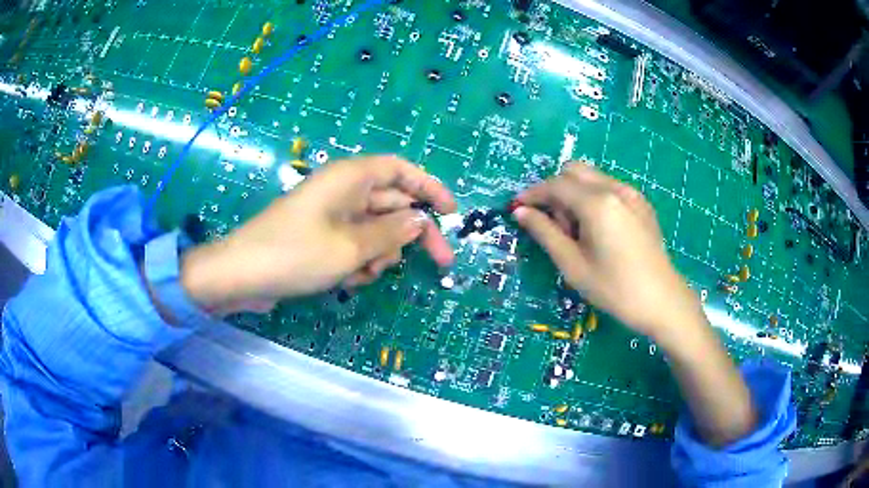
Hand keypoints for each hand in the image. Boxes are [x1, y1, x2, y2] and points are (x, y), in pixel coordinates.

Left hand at [179, 155, 456, 314]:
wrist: (242, 275)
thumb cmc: (296, 253)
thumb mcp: (351, 247)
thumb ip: (392, 233)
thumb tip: (420, 222)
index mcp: (351, 177)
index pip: (401, 170)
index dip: (430, 187)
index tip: (451, 212)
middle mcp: (344, 190)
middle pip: (394, 205)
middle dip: (411, 235)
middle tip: (441, 263)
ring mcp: (332, 215)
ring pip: (377, 231)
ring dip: (380, 255)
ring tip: (363, 274)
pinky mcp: (322, 237)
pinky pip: (356, 245)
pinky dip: (359, 262)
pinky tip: (346, 280)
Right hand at [513, 162, 702, 344]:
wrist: (662, 301)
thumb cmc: (615, 288)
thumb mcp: (573, 265)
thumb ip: (545, 233)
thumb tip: (521, 212)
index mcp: (597, 203)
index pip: (555, 185)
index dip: (532, 194)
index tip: (517, 208)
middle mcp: (615, 188)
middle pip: (574, 171)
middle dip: (556, 191)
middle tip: (557, 227)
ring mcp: (632, 194)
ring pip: (592, 178)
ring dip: (575, 195)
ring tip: (580, 233)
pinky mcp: (641, 203)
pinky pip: (609, 188)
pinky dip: (594, 199)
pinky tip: (600, 231)